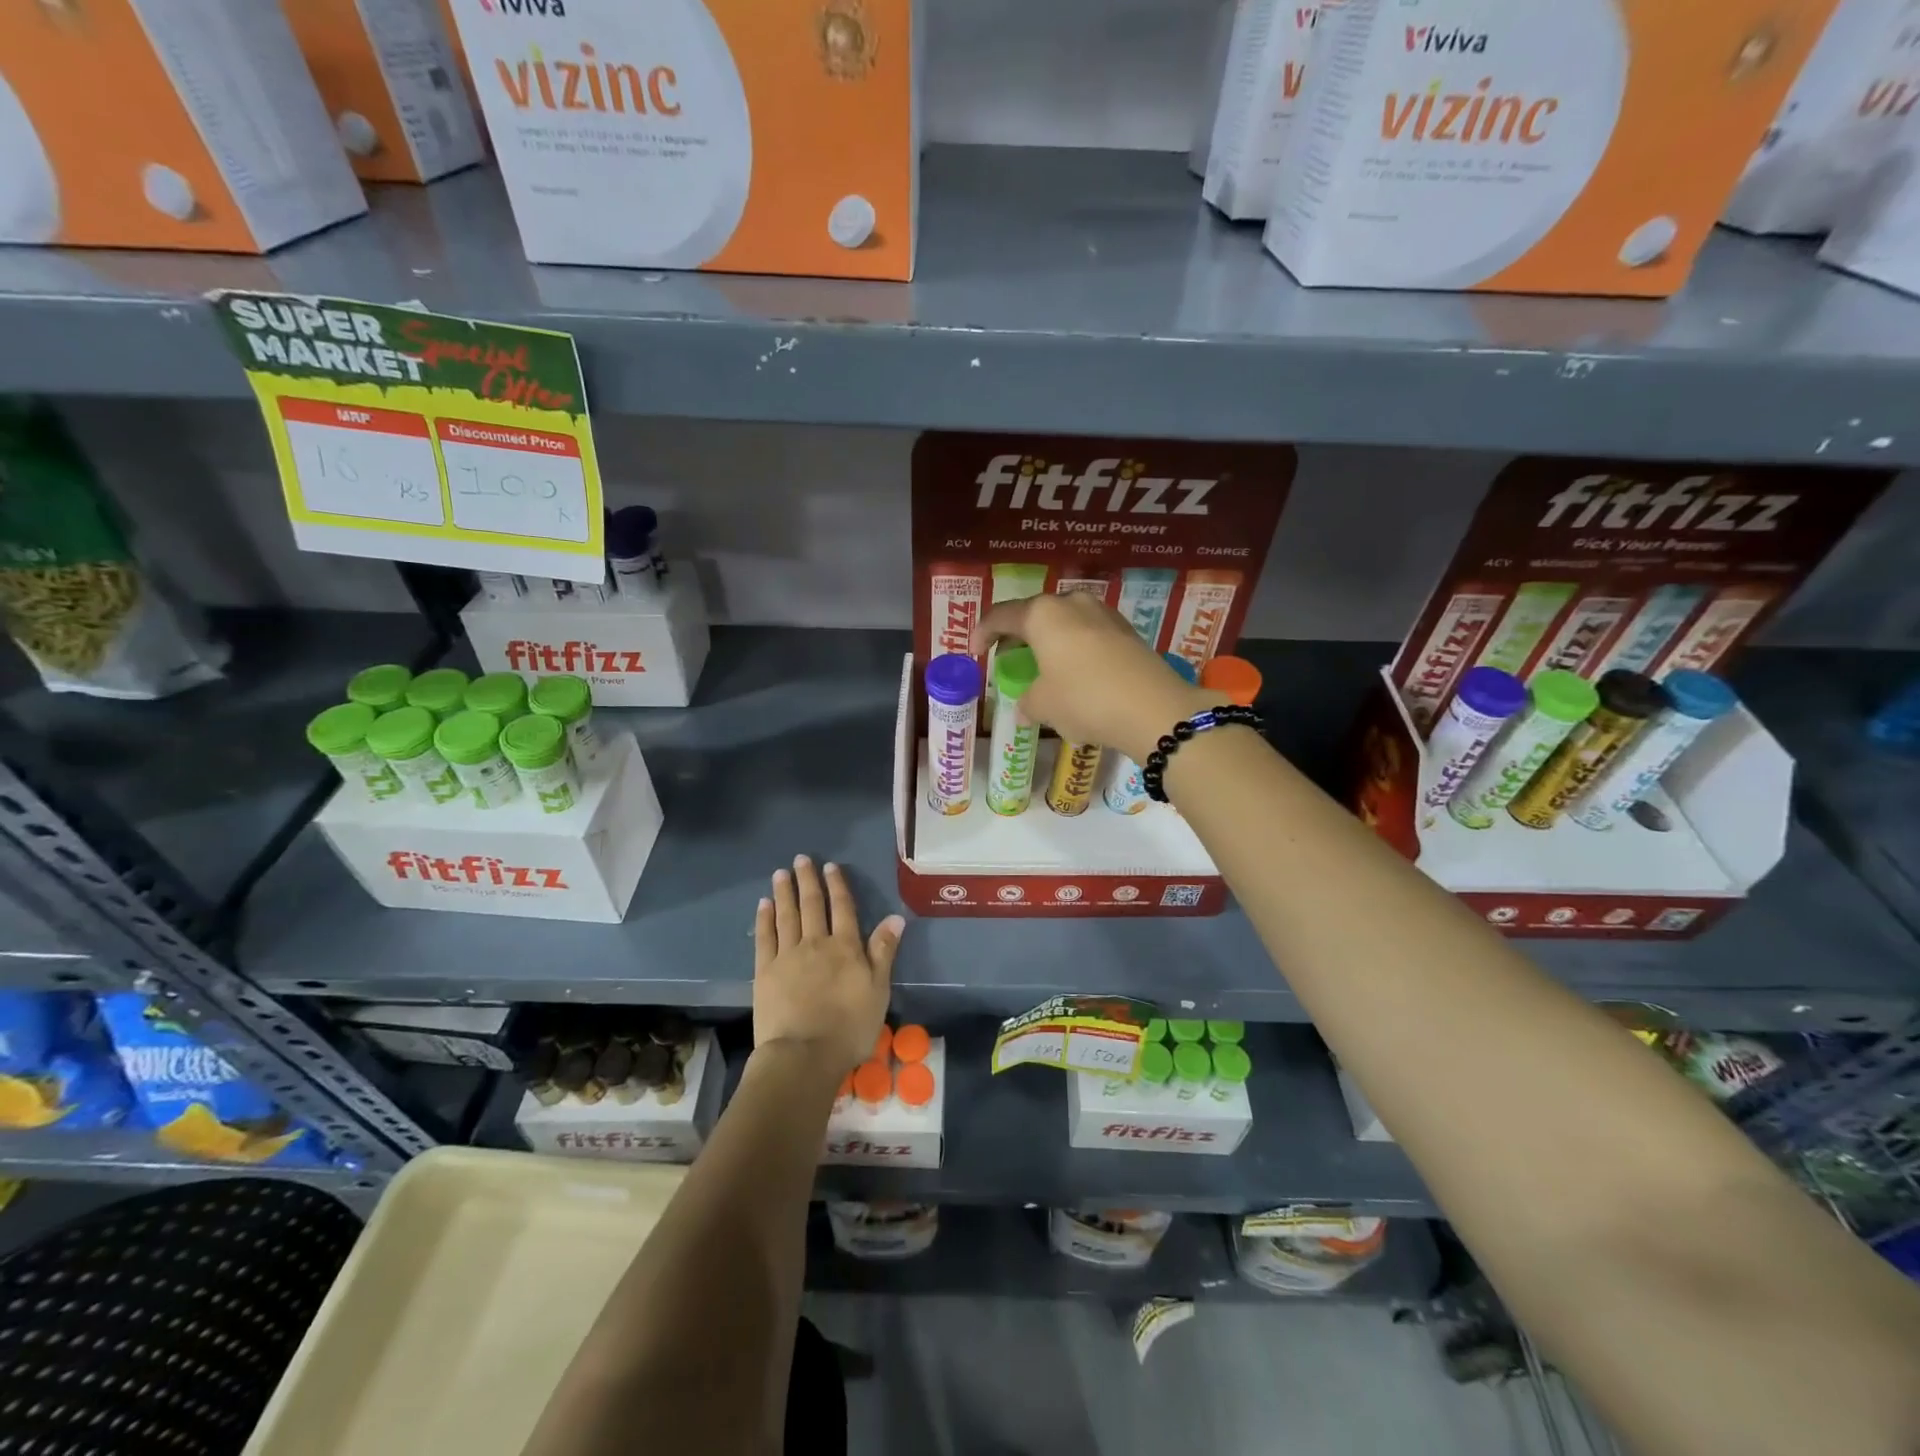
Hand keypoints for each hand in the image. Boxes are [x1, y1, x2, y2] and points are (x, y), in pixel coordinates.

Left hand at [753, 855, 902, 1074]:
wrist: (804, 1054)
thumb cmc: (849, 1027)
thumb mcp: (878, 990)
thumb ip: (884, 951)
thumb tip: (895, 917)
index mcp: (846, 947)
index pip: (842, 908)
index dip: (837, 885)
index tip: (830, 866)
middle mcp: (816, 943)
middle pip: (812, 905)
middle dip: (808, 880)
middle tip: (802, 859)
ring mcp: (788, 956)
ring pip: (787, 915)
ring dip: (785, 892)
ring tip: (781, 872)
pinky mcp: (765, 972)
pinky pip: (765, 938)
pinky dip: (764, 919)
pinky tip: (763, 904)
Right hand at [973, 593, 1211, 761]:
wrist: (1153, 708)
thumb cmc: (1084, 699)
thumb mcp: (1044, 706)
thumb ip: (1027, 702)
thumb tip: (1024, 708)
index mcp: (1043, 614)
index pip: (1001, 616)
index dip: (982, 632)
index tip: (975, 651)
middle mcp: (1072, 604)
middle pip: (1035, 615)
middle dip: (1019, 637)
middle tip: (1010, 661)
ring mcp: (1104, 614)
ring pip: (1065, 625)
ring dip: (1050, 644)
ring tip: (1044, 670)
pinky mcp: (1127, 632)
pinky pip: (1089, 637)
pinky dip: (1075, 652)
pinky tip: (1076, 678)